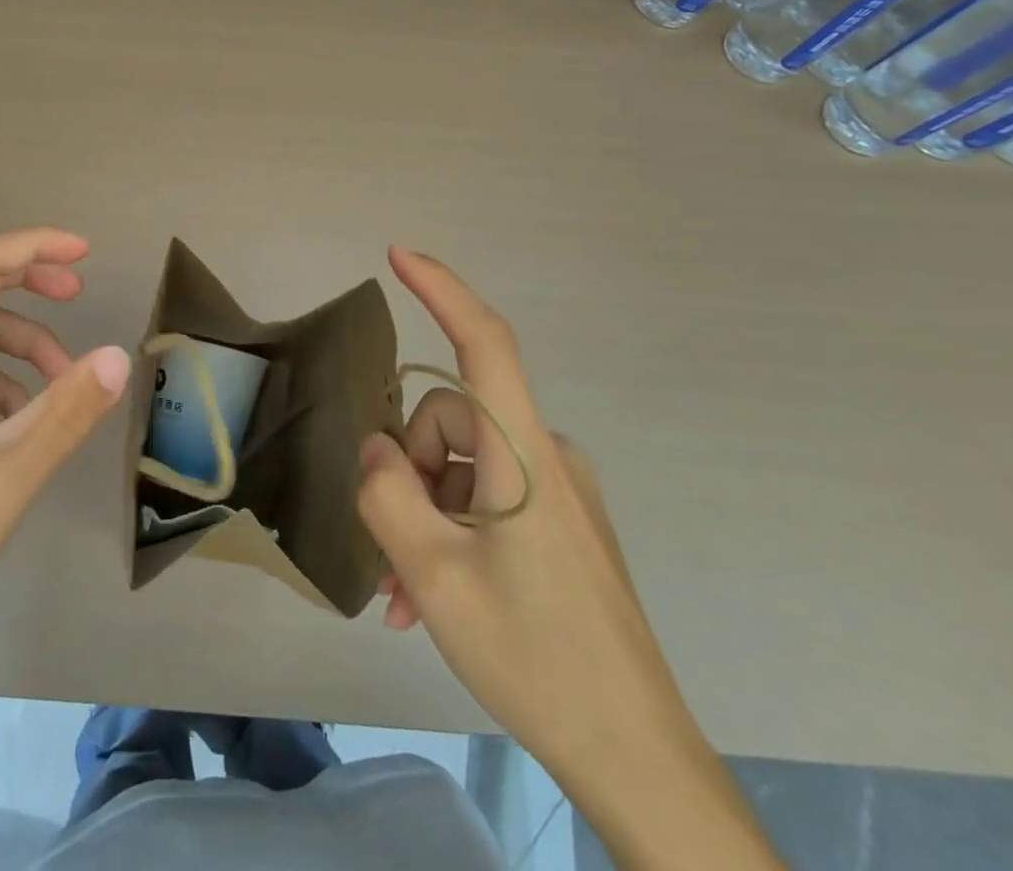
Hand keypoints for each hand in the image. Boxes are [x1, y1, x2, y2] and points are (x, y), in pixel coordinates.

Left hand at [0, 227, 129, 658]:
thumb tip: (119, 356)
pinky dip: (4, 383)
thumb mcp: (11, 474)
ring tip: (64, 388)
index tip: (85, 254)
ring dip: (25, 348)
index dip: (34, 245)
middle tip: (79, 295)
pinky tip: (23, 428)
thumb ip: (68, 411)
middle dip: (31, 283)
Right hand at [357, 247, 696, 784]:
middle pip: (450, 421)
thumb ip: (387, 495)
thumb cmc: (534, 657)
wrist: (636, 757)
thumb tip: (375, 450)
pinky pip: (486, 496)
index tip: (398, 255)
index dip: (442, 289)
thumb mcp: (433, 577)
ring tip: (408, 594)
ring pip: (462, 464)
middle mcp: (546, 454)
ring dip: (423, 513)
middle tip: (393, 555)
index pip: (485, 343)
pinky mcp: (561, 521)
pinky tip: (434, 596)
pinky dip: (450, 530)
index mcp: (524, 454)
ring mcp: (558, 489)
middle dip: (408, 471)